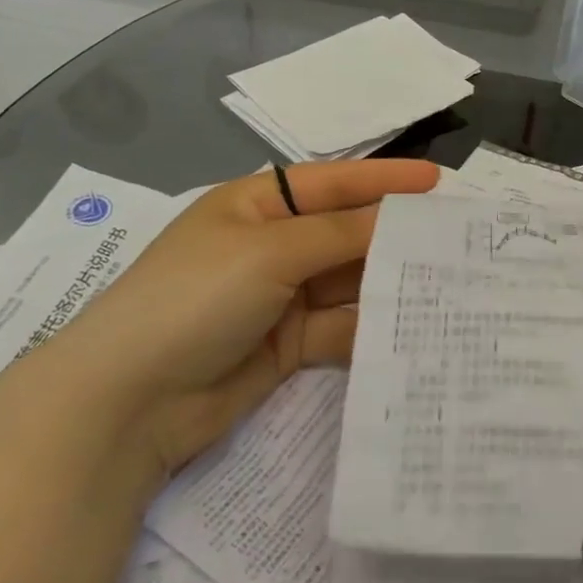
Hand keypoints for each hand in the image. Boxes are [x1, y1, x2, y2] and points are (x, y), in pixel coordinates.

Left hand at [55, 159, 438, 473]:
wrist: (127, 403)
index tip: (438, 182)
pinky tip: (410, 327)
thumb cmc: (196, 297)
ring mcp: (280, 297)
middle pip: (345, 232)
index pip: (333, 182)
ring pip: (348, 281)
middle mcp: (271, 245)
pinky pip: (340, 325)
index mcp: (256, 206)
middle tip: (456, 238)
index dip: (385, 180)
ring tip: (448, 282)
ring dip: (388, 281)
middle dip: (394, 234)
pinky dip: (370, 325)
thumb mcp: (269, 251)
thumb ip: (340, 233)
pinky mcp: (288, 345)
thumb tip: (398, 219)